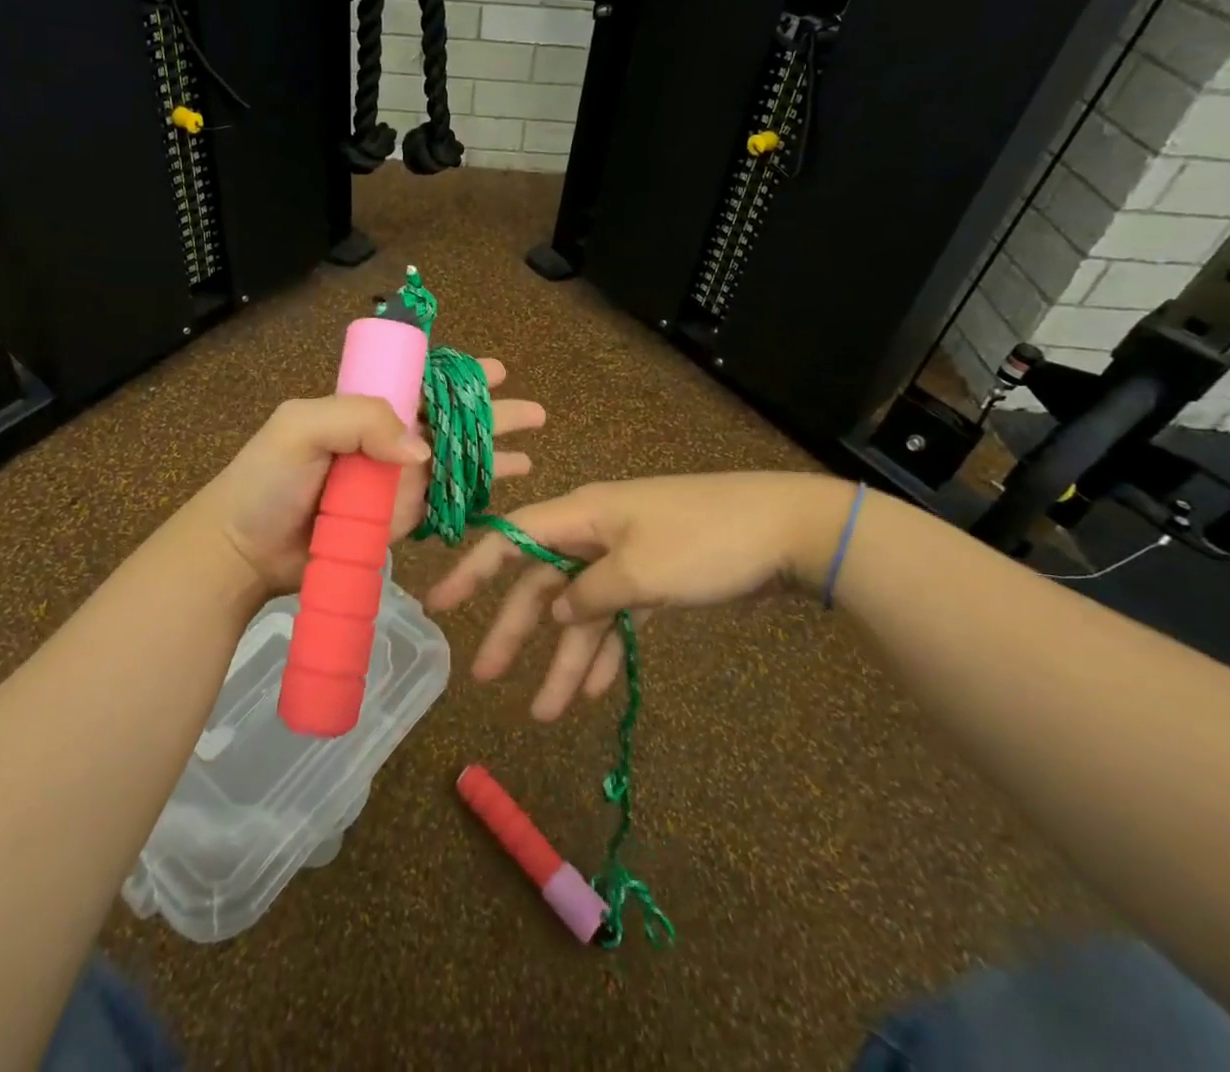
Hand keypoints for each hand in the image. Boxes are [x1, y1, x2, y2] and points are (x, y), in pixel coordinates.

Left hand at [185, 360, 544, 598]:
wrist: (244, 551)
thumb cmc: (267, 481)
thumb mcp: (301, 428)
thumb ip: (359, 419)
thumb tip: (422, 450)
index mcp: (364, 410)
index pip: (422, 386)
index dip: (460, 378)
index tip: (496, 372)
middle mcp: (385, 442)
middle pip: (450, 424)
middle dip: (492, 416)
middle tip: (534, 412)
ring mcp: (393, 484)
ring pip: (453, 464)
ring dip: (492, 457)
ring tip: (528, 454)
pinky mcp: (395, 522)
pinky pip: (439, 505)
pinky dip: (471, 498)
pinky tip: (498, 492)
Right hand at [426, 472, 852, 719]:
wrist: (789, 531)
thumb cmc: (706, 542)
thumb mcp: (642, 572)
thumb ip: (590, 594)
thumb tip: (559, 610)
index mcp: (583, 516)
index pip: (511, 539)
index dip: (472, 569)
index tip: (439, 604)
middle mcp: (596, 533)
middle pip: (543, 583)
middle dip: (517, 631)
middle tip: (486, 678)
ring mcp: (627, 556)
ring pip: (582, 609)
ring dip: (565, 658)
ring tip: (548, 713)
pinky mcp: (656, 578)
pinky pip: (617, 615)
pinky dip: (605, 649)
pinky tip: (596, 689)